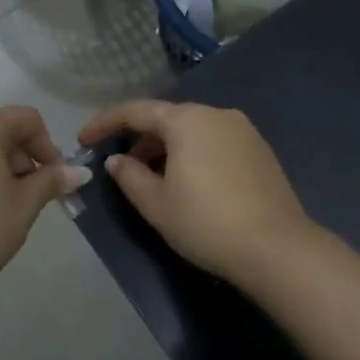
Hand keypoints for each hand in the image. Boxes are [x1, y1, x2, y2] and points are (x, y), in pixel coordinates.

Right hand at [77, 100, 316, 285]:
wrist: (276, 248)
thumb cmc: (205, 222)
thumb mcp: (156, 204)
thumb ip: (129, 176)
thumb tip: (117, 160)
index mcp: (188, 120)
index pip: (136, 111)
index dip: (105, 123)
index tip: (83, 139)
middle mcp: (218, 114)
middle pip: (167, 119)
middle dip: (139, 140)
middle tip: (121, 168)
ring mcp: (244, 131)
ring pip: (193, 132)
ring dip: (167, 150)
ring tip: (153, 180)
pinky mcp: (261, 151)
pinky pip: (215, 143)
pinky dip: (193, 155)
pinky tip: (189, 184)